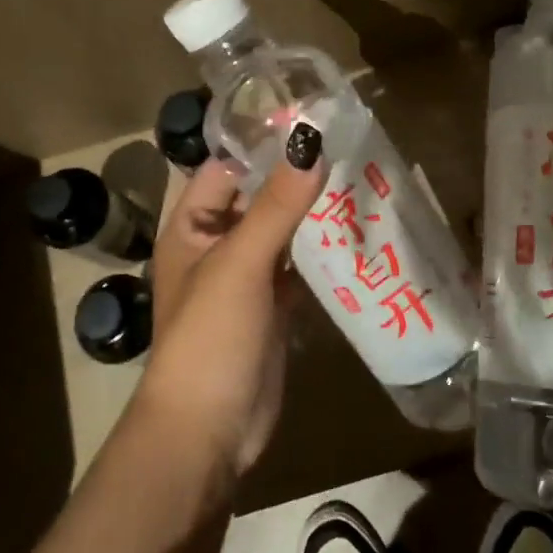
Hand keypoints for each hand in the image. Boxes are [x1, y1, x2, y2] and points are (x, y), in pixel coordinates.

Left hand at [131, 127, 327, 479]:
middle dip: (295, 176)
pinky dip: (320, 251)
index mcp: (193, 226)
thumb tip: (310, 141)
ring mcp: (246, 278)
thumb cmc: (210, 336)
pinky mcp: (272, 308)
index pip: (227, 168)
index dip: (263, 144)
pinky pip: (297, 267)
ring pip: (281, 231)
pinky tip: (355, 233)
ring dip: (311, 212)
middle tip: (348, 145)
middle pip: (258, 197)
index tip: (312, 120)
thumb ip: (277, 204)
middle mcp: (216, 244)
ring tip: (360, 178)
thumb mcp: (241, 262)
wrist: (208, 432)